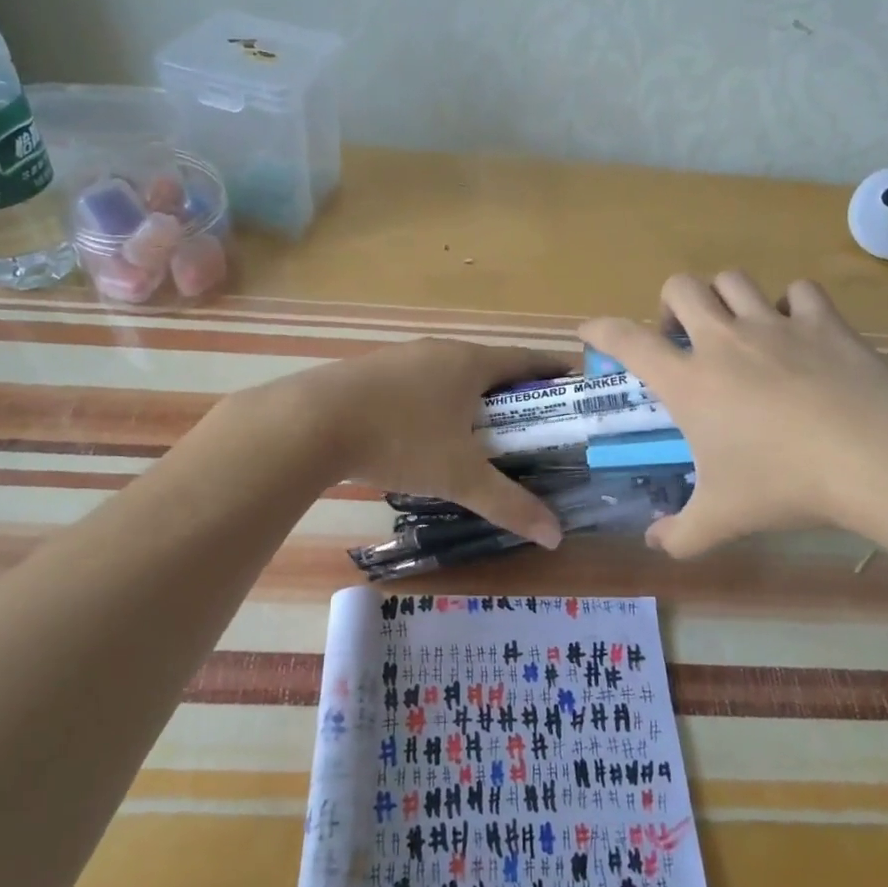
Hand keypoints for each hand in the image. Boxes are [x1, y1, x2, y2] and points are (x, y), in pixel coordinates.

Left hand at [254, 339, 570, 547]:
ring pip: (449, 373)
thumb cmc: (401, 439)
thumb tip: (556, 536)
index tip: (575, 382)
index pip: (526, 359)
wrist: (312, 422)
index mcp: (470, 362)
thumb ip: (509, 504)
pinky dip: (434, 402)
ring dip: (469, 395)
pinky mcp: (370, 372)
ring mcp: (401, 357)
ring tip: (481, 429)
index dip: (553, 370)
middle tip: (532, 420)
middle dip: (513, 390)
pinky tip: (425, 431)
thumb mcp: (460, 476)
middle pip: (488, 365)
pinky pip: (417, 383)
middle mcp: (439, 350)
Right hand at [580, 272, 887, 555]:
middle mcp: (724, 340)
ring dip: (723, 297)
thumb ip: (679, 535)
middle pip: (680, 287)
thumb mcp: (722, 519)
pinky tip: (796, 331)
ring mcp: (775, 324)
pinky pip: (799, 291)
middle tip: (680, 339)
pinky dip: (791, 305)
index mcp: (689, 380)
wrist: (874, 456)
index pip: (627, 340)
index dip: (600, 330)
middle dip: (669, 305)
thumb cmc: (783, 483)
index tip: (588, 331)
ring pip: (734, 280)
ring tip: (733, 329)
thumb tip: (654, 545)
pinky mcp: (824, 322)